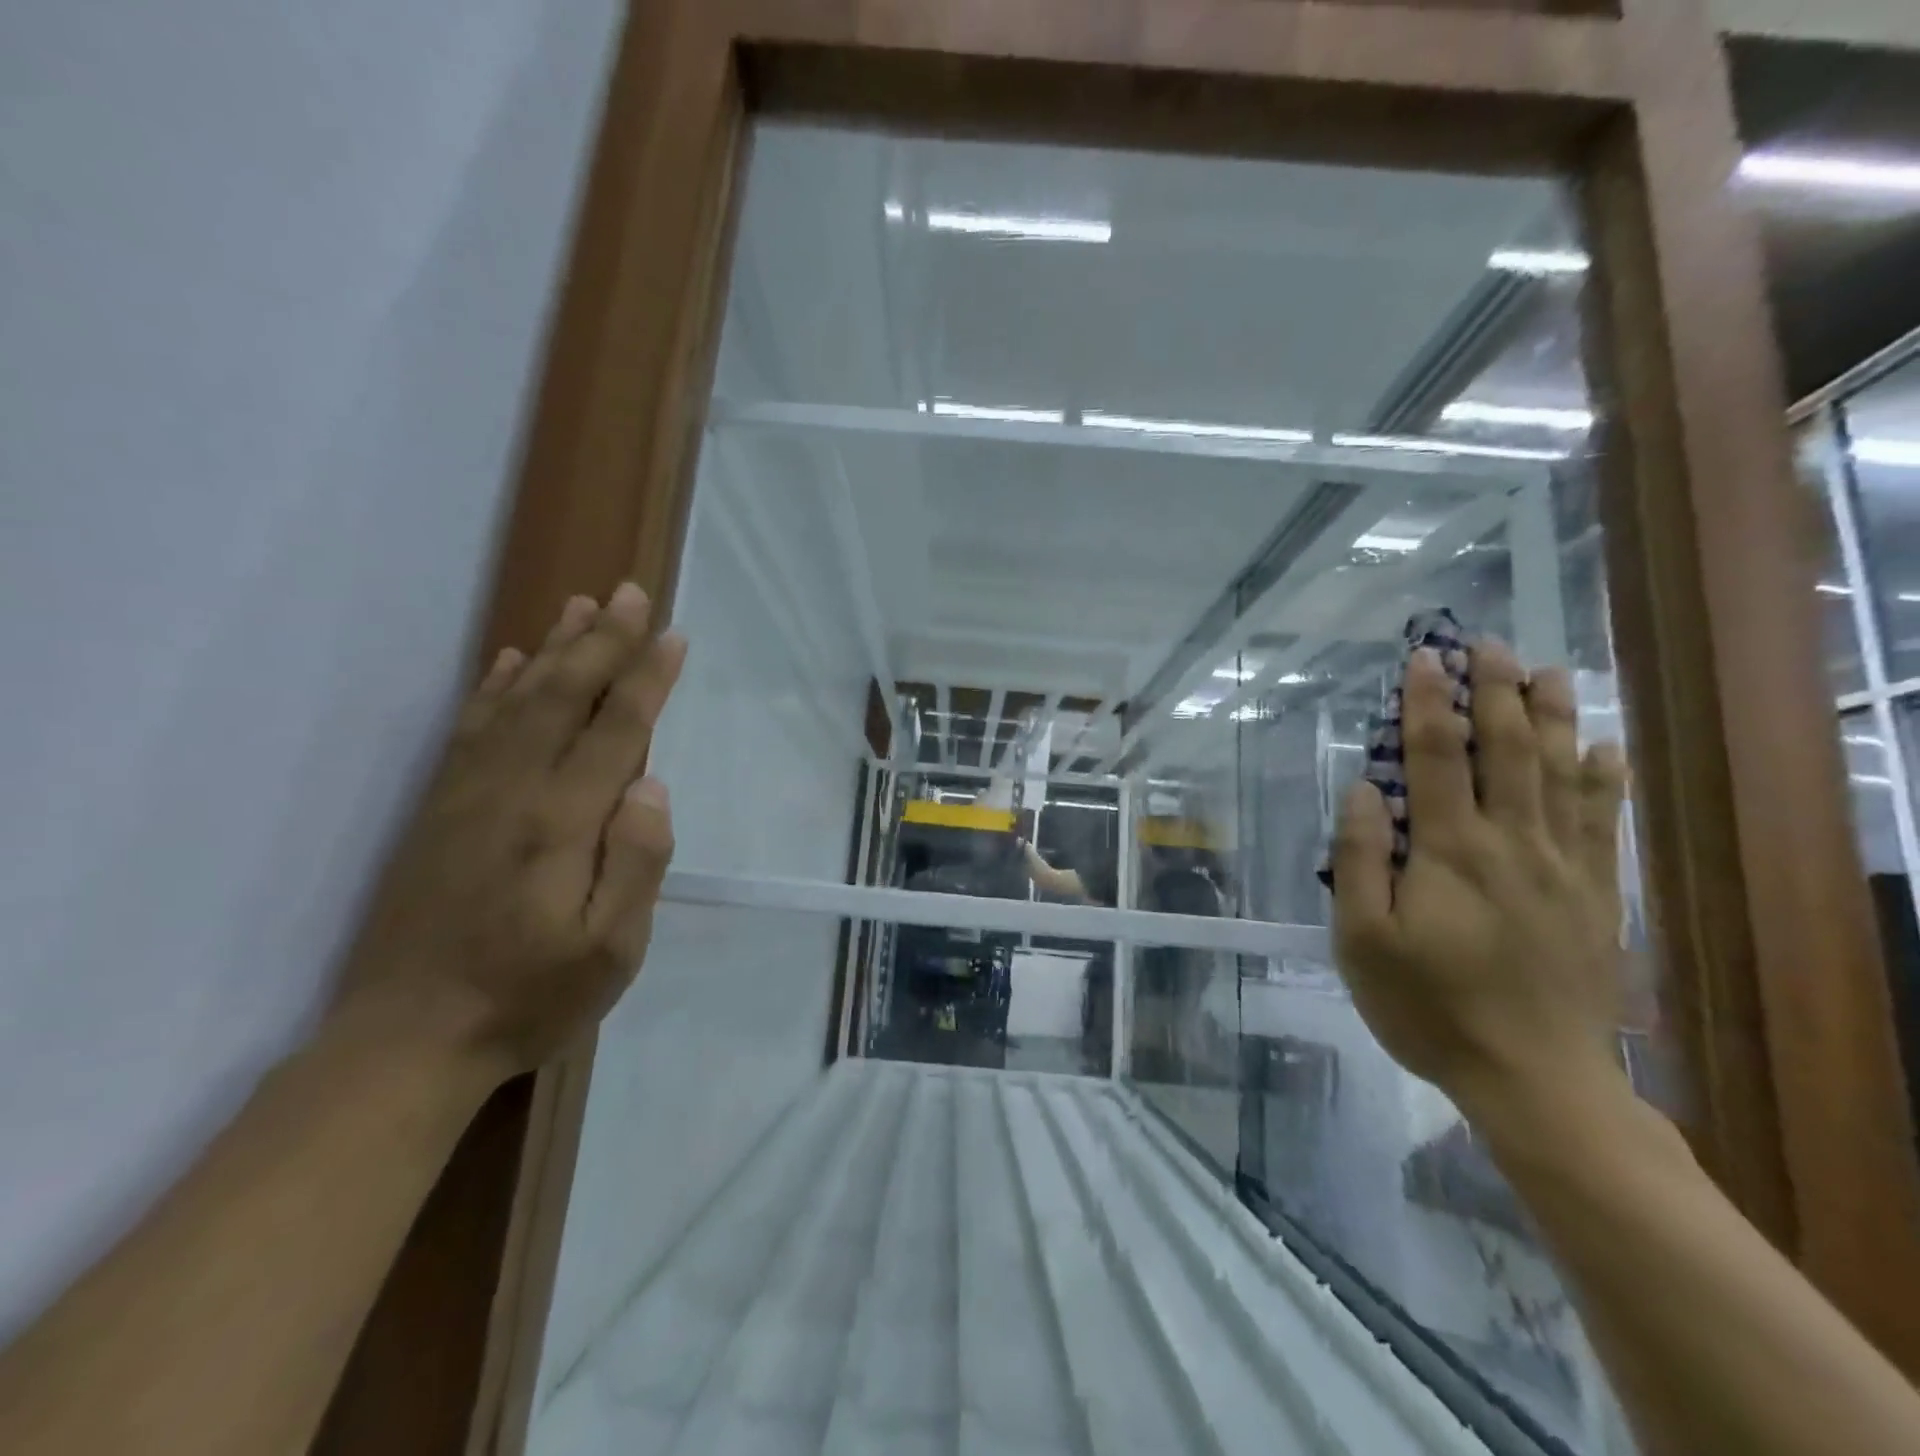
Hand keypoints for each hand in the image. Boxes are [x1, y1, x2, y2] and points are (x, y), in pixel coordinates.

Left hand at [334, 584, 687, 1077]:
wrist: (405, 1041)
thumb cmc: (529, 997)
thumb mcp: (612, 950)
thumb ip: (638, 863)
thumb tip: (651, 785)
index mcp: (562, 822)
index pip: (615, 730)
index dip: (647, 679)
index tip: (673, 636)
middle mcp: (512, 791)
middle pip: (563, 696)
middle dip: (603, 641)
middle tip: (630, 593)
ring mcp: (467, 794)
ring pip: (516, 700)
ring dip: (553, 649)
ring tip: (579, 606)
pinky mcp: (438, 808)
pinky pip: (470, 728)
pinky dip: (494, 686)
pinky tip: (511, 661)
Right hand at [1331, 641, 1628, 1122]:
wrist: (1535, 1078)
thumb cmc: (1429, 1007)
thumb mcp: (1363, 941)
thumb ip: (1361, 861)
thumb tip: (1364, 791)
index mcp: (1451, 851)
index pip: (1437, 757)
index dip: (1427, 702)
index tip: (1421, 658)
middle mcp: (1512, 842)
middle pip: (1507, 749)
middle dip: (1493, 690)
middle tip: (1486, 643)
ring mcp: (1562, 865)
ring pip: (1561, 772)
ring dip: (1551, 716)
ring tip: (1546, 670)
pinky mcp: (1595, 893)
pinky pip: (1604, 819)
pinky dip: (1604, 776)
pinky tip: (1604, 746)